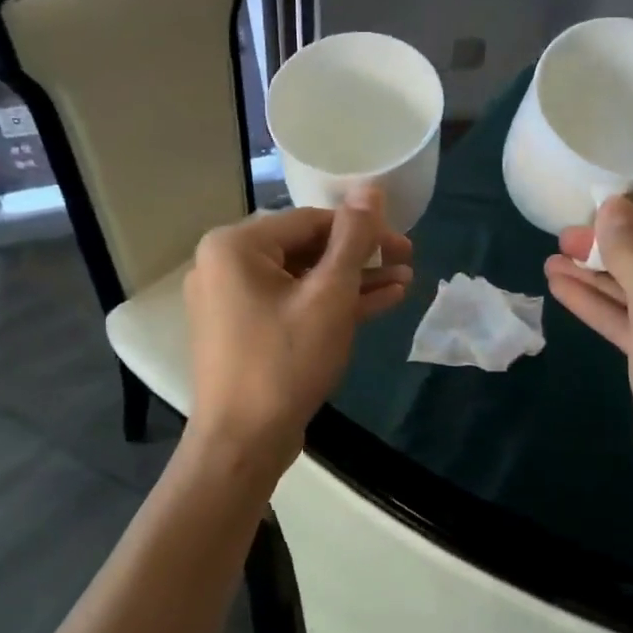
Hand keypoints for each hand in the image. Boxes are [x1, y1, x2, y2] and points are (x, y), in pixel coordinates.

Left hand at [184, 190, 412, 471]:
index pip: (311, 220)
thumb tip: (370, 188)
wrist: (242, 444)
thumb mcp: (329, 296)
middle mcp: (224, 265)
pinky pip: (291, 305)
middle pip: (306, 248)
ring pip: (302, 279)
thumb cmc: (285, 362)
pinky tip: (377, 304)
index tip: (405, 244)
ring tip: (403, 283)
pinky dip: (328, 306)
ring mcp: (231, 301)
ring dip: (351, 282)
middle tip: (408, 262)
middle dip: (360, 258)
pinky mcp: (244, 330)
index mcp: (234, 245)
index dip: (363, 229)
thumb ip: (353, 239)